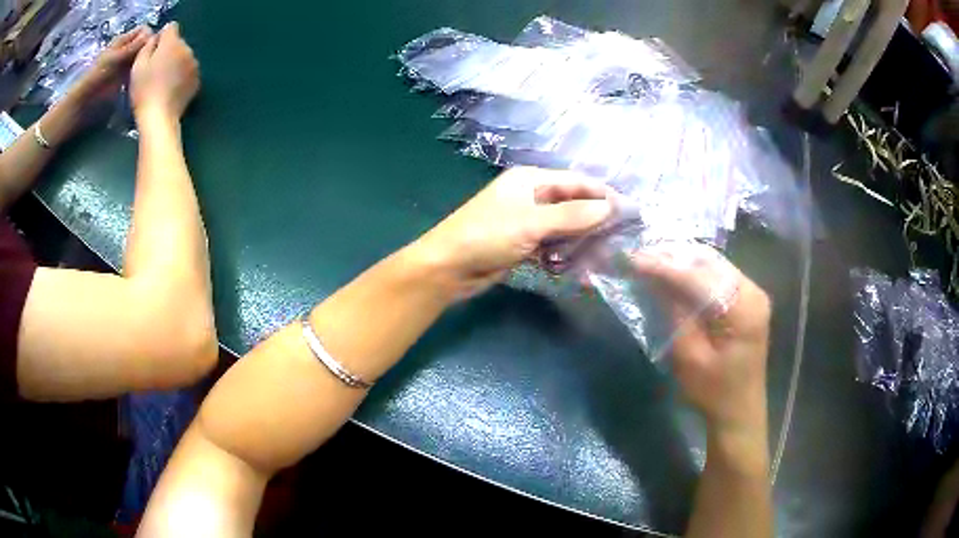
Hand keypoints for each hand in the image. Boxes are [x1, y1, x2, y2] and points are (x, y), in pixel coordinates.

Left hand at [73, 26, 152, 102]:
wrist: (84, 102)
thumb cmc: (97, 76)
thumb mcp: (116, 57)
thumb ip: (134, 46)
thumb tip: (153, 34)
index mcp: (124, 40)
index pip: (144, 30)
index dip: (150, 36)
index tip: (152, 49)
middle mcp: (126, 50)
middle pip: (144, 44)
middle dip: (149, 51)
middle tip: (151, 63)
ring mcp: (124, 66)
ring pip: (142, 58)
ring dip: (145, 64)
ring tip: (147, 73)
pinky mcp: (123, 80)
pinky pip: (137, 72)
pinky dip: (140, 75)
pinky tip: (141, 81)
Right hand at [131, 22, 199, 120]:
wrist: (159, 117)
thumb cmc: (144, 90)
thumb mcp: (138, 65)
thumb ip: (147, 46)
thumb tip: (155, 37)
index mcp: (172, 42)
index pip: (171, 27)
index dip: (161, 37)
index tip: (152, 52)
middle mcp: (187, 48)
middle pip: (177, 42)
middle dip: (167, 51)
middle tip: (155, 70)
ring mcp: (194, 63)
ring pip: (183, 56)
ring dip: (175, 63)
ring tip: (163, 82)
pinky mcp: (197, 78)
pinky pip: (188, 70)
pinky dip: (181, 75)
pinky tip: (171, 89)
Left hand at [418, 167, 614, 297]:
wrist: (448, 267)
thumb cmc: (487, 236)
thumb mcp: (532, 223)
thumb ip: (572, 215)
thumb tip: (610, 207)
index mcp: (531, 180)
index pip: (576, 182)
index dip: (603, 195)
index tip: (629, 212)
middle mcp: (531, 195)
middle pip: (572, 204)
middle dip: (594, 220)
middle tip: (618, 239)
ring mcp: (526, 220)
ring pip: (564, 227)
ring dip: (580, 240)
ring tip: (600, 256)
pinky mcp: (523, 243)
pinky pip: (552, 244)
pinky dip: (563, 254)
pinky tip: (574, 266)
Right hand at [630, 244, 770, 432]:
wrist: (739, 413)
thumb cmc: (713, 393)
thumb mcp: (689, 357)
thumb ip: (674, 313)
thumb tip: (653, 279)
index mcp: (743, 307)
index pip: (698, 276)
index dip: (663, 266)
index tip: (631, 258)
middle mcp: (753, 291)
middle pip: (709, 262)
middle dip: (672, 257)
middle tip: (637, 256)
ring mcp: (752, 293)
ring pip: (713, 264)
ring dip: (682, 262)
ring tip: (650, 261)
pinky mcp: (747, 300)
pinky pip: (718, 275)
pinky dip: (694, 273)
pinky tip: (673, 274)